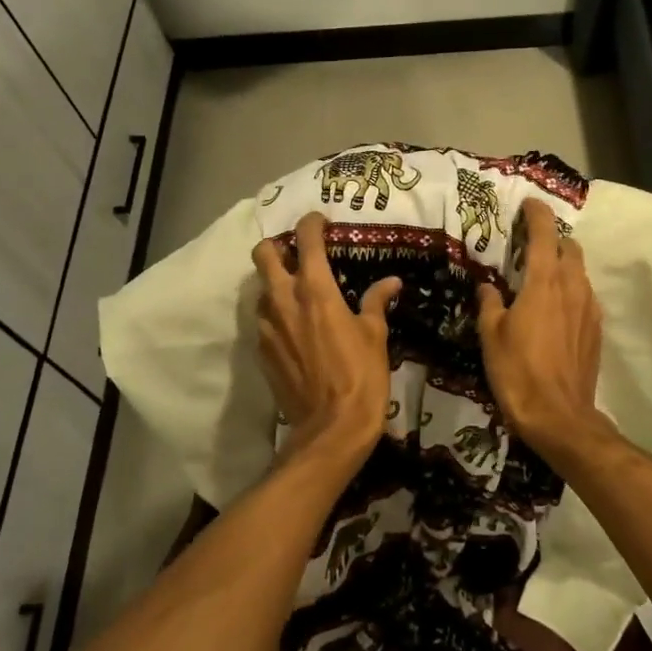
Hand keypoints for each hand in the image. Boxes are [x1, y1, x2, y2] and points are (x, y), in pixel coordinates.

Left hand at [252, 212, 400, 473]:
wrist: (330, 429)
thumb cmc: (361, 376)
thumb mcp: (375, 336)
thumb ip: (377, 302)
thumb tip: (391, 281)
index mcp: (315, 290)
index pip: (306, 240)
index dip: (311, 223)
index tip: (320, 221)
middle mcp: (284, 300)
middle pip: (264, 255)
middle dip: (278, 246)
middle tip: (299, 254)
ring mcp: (267, 326)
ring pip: (260, 288)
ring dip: (275, 282)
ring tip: (297, 293)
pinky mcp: (261, 351)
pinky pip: (263, 320)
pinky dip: (276, 314)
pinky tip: (295, 329)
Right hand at [476, 198, 615, 465]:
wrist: (559, 417)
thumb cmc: (518, 372)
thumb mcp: (491, 336)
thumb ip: (490, 304)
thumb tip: (488, 288)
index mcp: (544, 282)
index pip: (544, 234)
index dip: (537, 214)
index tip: (528, 204)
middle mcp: (572, 287)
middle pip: (569, 248)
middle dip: (552, 239)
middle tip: (531, 245)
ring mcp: (589, 309)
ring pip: (580, 272)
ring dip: (563, 265)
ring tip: (541, 276)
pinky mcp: (596, 330)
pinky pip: (585, 296)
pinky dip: (571, 290)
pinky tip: (556, 308)